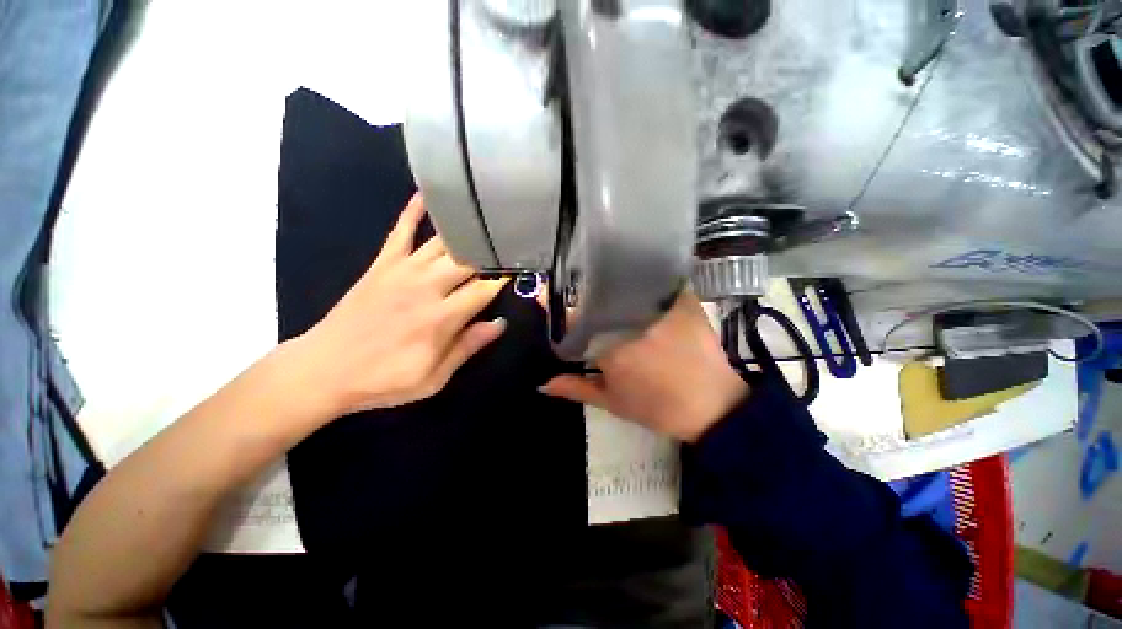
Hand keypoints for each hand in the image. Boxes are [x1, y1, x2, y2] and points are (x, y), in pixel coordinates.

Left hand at [292, 194, 507, 416]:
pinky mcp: (382, 264)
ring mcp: (403, 271)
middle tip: (509, 244)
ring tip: (486, 220)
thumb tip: (499, 324)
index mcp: (441, 318)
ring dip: (466, 232)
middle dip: (491, 253)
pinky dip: (413, 211)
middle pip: (468, 262)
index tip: (519, 272)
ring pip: (443, 243)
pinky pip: (400, 231)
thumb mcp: (433, 377)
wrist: (323, 370)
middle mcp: (426, 287)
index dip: (503, 281)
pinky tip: (427, 195)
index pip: (484, 290)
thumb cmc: (384, 379)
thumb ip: (467, 347)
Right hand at [541, 293, 747, 441]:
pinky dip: (640, 280)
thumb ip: (575, 388)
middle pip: (596, 295)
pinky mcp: (682, 299)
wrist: (711, 405)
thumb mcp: (612, 402)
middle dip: (581, 293)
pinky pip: (654, 280)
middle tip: (577, 296)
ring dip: (609, 284)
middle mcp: (631, 320)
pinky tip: (634, 285)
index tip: (545, 296)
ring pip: (622, 284)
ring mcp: (658, 306)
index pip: (573, 315)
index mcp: (610, 345)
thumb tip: (543, 384)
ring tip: (603, 288)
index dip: (557, 305)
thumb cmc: (656, 407)